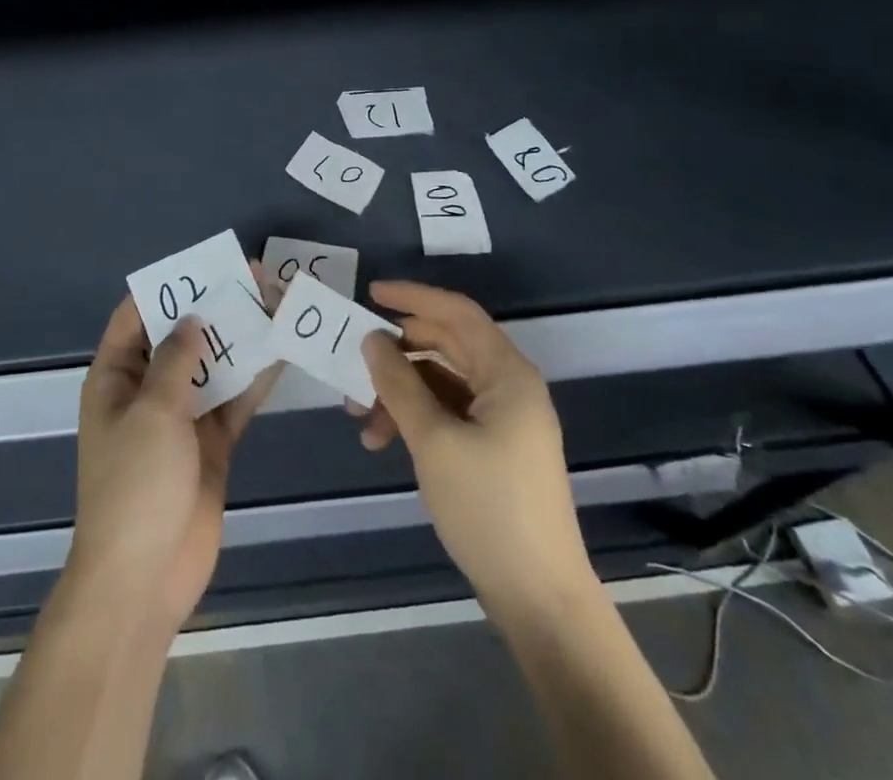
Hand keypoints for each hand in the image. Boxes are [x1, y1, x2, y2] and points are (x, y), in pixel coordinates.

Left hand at [68, 285, 278, 635]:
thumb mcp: (152, 412)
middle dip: (213, 309)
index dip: (166, 289)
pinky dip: (253, 381)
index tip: (203, 265)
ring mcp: (180, 419)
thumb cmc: (136, 485)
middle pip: (180, 338)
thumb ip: (176, 360)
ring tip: (273, 304)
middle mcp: (145, 391)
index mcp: (115, 378)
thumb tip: (191, 318)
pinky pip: (232, 402)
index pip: (136, 318)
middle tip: (252, 278)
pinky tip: (280, 354)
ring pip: (211, 366)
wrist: (146, 577)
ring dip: (238, 340)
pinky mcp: (210, 444)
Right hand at [357, 281, 593, 618]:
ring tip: (360, 419)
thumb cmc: (488, 507)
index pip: (457, 313)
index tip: (370, 294)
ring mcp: (503, 419)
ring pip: (440, 382)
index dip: (413, 297)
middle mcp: (508, 387)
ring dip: (399, 392)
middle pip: (445, 346)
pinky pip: (447, 412)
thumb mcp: (433, 440)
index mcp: (507, 374)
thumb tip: (371, 339)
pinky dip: (414, 418)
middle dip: (396, 354)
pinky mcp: (494, 448)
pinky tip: (381, 441)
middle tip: (353, 362)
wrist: (539, 598)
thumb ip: (398, 383)